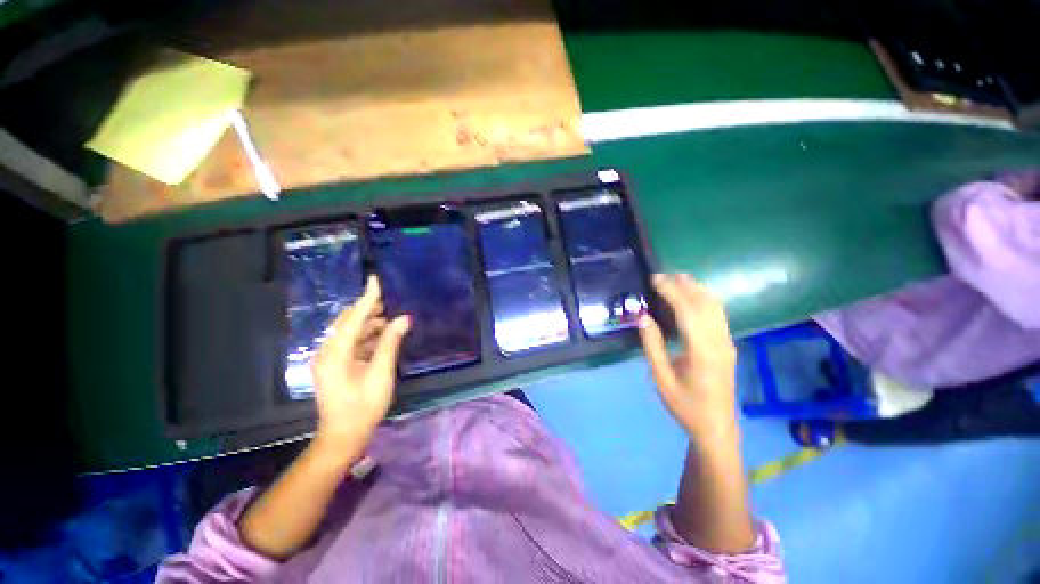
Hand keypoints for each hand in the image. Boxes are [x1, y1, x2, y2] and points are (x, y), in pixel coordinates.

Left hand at [311, 276, 409, 451]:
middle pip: (348, 321)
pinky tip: (383, 339)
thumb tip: (403, 318)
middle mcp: (327, 351)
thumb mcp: (380, 374)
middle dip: (369, 310)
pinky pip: (351, 343)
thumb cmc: (363, 407)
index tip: (375, 279)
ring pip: (350, 331)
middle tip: (392, 305)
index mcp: (335, 353)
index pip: (353, 317)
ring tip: (392, 322)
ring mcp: (329, 359)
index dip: (367, 297)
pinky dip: (367, 337)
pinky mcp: (334, 365)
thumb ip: (390, 343)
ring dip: (370, 324)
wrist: (342, 437)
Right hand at [638, 274, 738, 439]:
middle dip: (683, 284)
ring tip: (674, 280)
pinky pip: (717, 313)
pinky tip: (690, 296)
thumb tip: (643, 316)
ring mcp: (727, 342)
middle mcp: (719, 341)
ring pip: (715, 305)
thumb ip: (652, 345)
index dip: (672, 291)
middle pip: (705, 302)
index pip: (688, 310)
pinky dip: (703, 298)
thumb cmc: (685, 405)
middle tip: (660, 276)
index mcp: (702, 351)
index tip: (655, 279)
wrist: (716, 427)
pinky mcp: (727, 344)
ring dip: (696, 288)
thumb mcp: (661, 378)